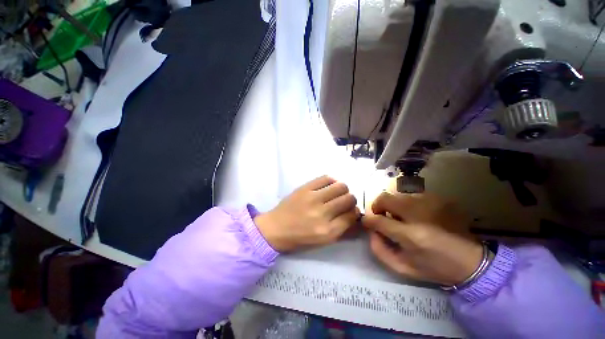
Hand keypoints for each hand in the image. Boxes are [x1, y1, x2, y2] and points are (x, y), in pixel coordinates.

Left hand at [255, 176, 359, 251]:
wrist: (275, 228)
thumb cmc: (300, 238)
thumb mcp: (323, 241)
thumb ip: (342, 229)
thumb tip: (356, 214)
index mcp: (328, 231)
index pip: (352, 215)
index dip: (354, 212)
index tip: (351, 211)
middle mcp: (322, 213)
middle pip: (349, 199)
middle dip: (350, 200)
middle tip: (344, 201)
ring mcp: (313, 198)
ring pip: (341, 186)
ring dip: (343, 190)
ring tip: (336, 193)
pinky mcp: (305, 187)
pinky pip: (326, 178)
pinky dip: (331, 181)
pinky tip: (328, 186)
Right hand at [362, 192, 482, 285]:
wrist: (472, 261)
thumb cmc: (435, 268)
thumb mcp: (403, 267)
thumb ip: (380, 249)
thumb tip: (370, 230)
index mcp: (411, 236)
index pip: (378, 220)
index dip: (368, 219)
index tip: (367, 221)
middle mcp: (419, 214)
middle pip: (385, 198)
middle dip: (377, 205)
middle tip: (381, 216)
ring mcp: (431, 203)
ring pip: (397, 195)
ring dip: (392, 205)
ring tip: (400, 218)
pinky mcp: (439, 199)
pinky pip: (411, 195)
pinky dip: (406, 204)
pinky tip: (415, 215)